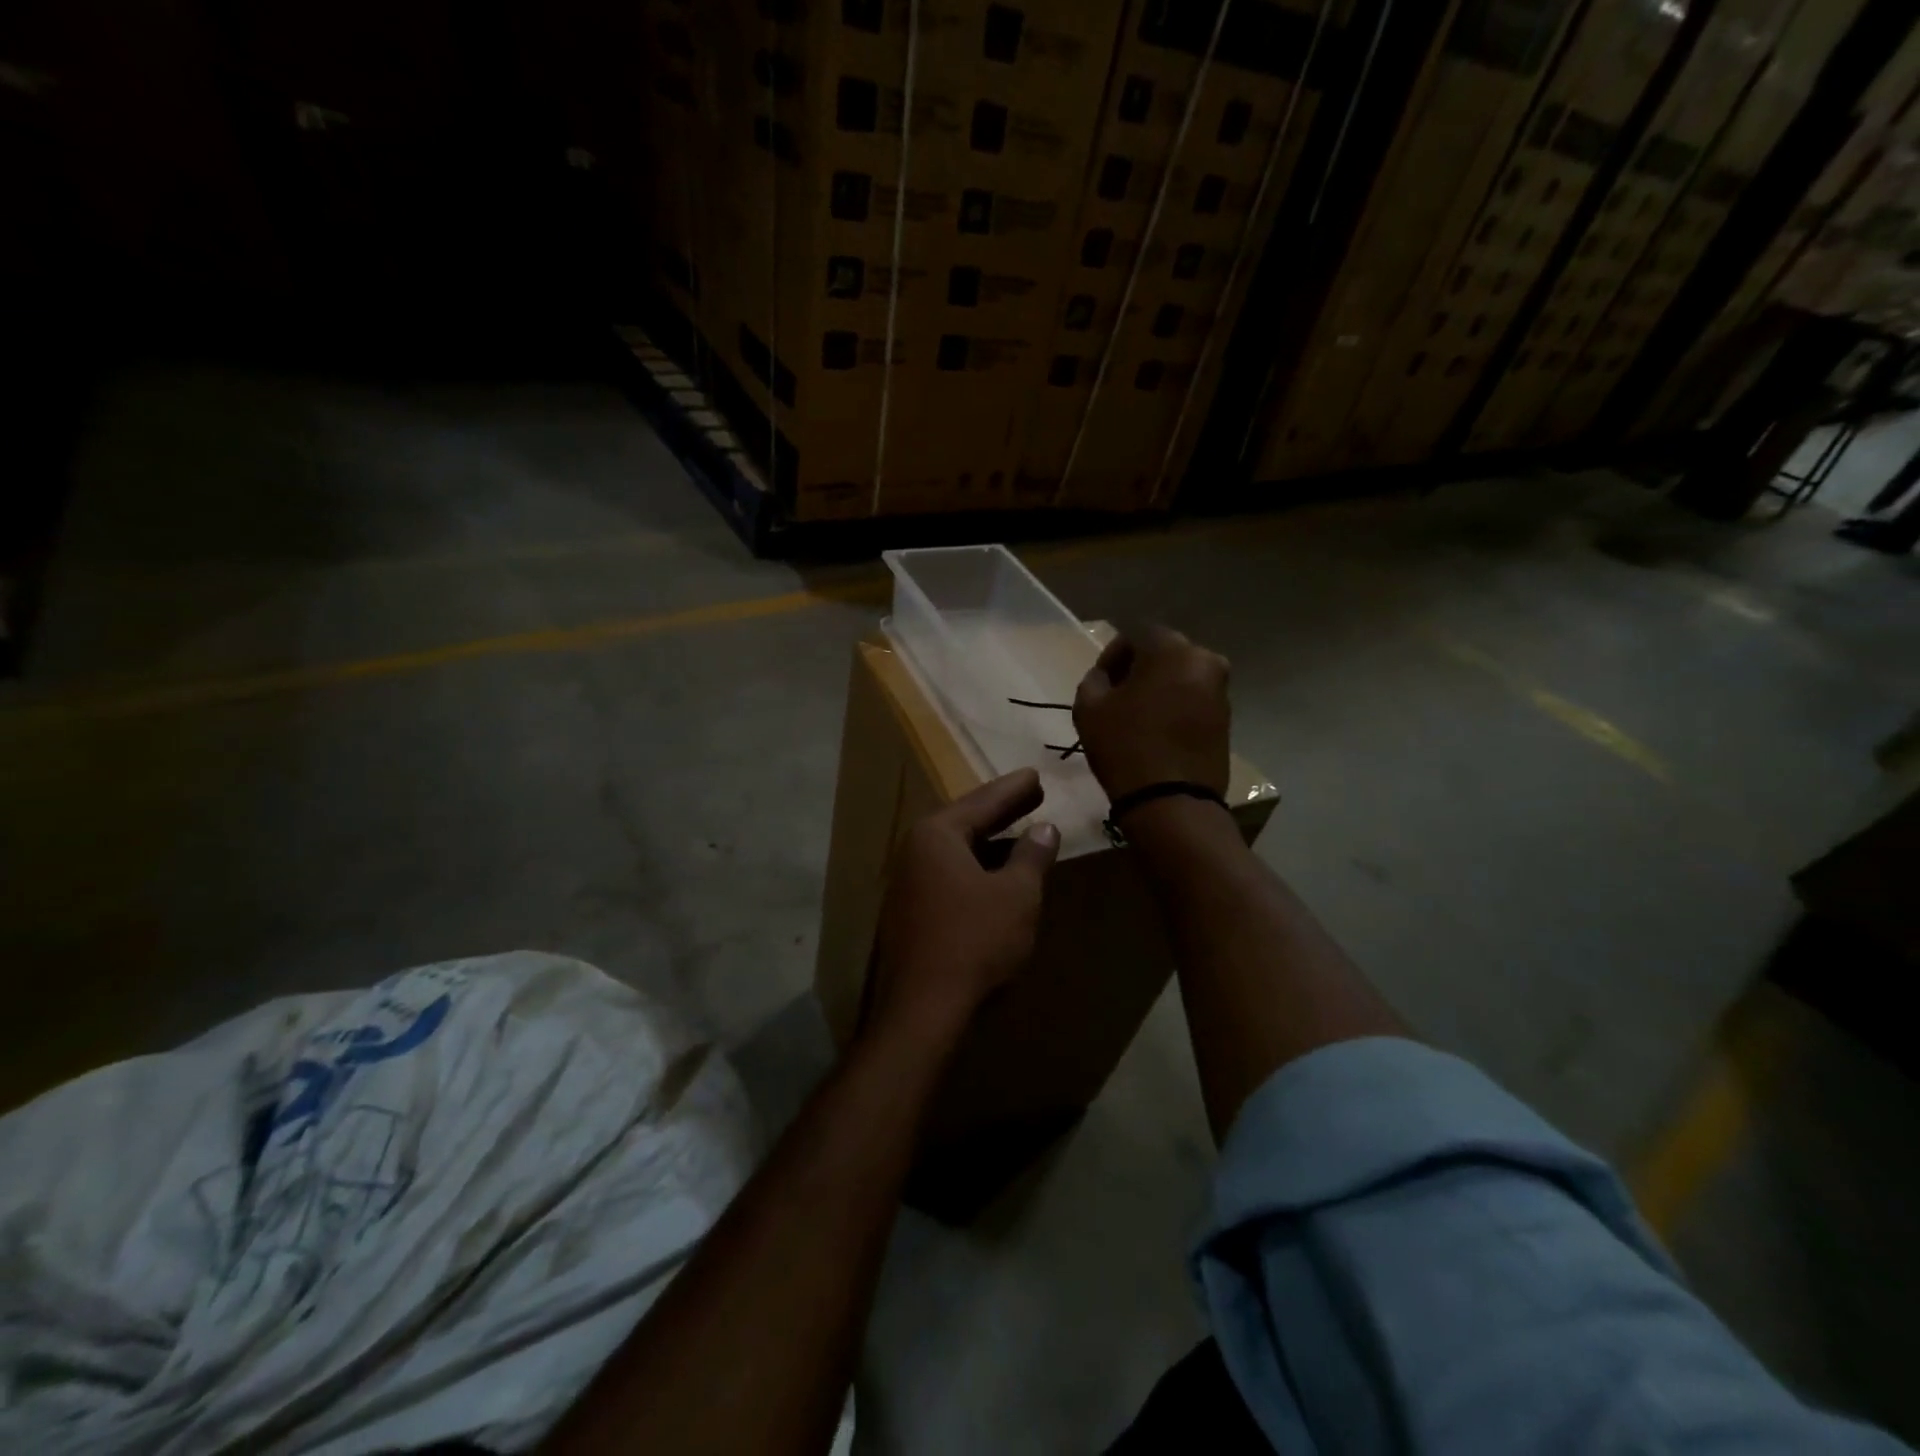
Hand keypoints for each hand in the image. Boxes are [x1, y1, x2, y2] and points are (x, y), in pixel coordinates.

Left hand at [869, 769, 1059, 1043]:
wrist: (923, 1010)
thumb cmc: (975, 941)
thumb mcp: (1017, 895)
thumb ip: (1032, 856)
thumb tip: (1044, 829)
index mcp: (936, 835)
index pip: (982, 802)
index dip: (1013, 790)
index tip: (1036, 775)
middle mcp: (914, 851)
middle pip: (965, 823)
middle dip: (1001, 811)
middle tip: (1031, 794)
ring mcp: (907, 884)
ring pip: (956, 852)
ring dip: (990, 844)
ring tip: (1020, 834)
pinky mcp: (909, 914)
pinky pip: (949, 876)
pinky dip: (976, 870)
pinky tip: (996, 877)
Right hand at [1073, 626, 1230, 800]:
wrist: (1172, 801)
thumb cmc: (1125, 747)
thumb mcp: (1089, 708)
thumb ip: (1094, 679)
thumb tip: (1105, 676)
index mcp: (1172, 649)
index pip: (1136, 634)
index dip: (1112, 656)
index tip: (1099, 682)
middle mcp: (1205, 660)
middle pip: (1163, 653)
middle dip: (1139, 669)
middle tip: (1117, 696)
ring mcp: (1221, 690)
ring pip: (1181, 676)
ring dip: (1159, 687)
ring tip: (1137, 716)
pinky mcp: (1227, 718)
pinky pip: (1194, 699)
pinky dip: (1176, 706)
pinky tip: (1158, 730)